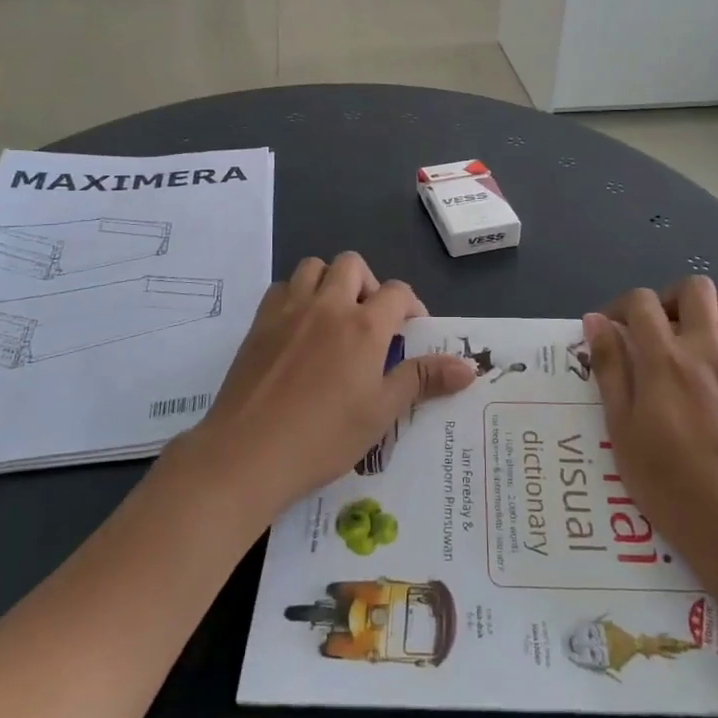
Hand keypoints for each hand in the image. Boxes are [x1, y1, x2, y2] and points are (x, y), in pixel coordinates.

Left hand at [172, 254, 476, 522]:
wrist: (248, 452)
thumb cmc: (324, 437)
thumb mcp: (381, 412)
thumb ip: (422, 380)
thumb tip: (469, 367)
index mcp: (364, 326)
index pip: (397, 292)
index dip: (410, 305)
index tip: (410, 329)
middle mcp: (328, 305)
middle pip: (353, 265)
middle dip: (368, 284)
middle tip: (369, 320)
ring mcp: (290, 310)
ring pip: (314, 266)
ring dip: (330, 281)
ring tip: (334, 316)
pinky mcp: (259, 322)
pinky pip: (282, 287)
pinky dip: (296, 295)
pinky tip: (298, 328)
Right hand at [585, 278, 717, 590]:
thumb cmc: (668, 485)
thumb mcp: (622, 430)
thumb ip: (610, 369)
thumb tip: (596, 321)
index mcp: (664, 360)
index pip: (640, 302)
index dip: (621, 308)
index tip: (612, 332)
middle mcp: (706, 351)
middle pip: (696, 288)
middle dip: (670, 298)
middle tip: (657, 331)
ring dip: (713, 310)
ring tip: (696, 337)